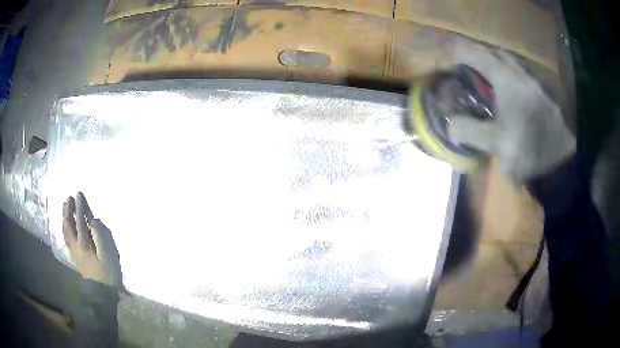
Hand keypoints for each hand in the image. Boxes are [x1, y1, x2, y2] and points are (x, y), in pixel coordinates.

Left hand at [63, 192, 121, 287]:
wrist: (101, 293)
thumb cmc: (107, 274)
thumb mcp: (108, 257)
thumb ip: (100, 237)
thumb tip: (94, 221)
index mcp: (84, 243)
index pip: (80, 220)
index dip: (79, 207)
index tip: (79, 194)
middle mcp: (76, 245)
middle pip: (69, 223)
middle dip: (68, 209)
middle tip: (69, 198)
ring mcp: (73, 251)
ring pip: (65, 230)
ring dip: (65, 217)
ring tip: (65, 207)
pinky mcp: (74, 256)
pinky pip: (66, 238)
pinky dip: (64, 228)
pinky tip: (65, 225)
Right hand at [445, 39, 574, 180]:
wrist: (562, 161)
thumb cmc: (529, 148)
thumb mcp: (496, 144)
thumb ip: (470, 131)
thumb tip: (450, 125)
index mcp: (506, 78)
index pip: (475, 54)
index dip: (456, 54)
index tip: (445, 62)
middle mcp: (519, 72)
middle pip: (492, 51)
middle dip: (474, 53)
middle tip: (462, 64)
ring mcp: (532, 80)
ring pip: (507, 60)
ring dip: (491, 61)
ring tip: (481, 73)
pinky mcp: (540, 91)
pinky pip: (518, 72)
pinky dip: (505, 72)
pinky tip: (504, 87)